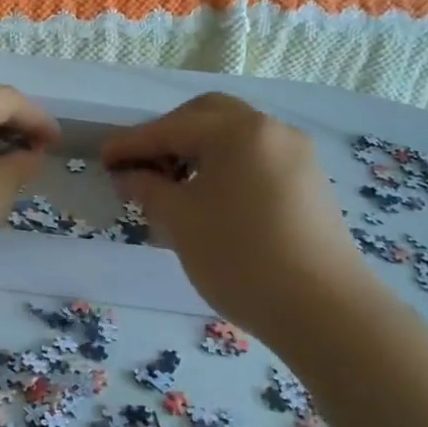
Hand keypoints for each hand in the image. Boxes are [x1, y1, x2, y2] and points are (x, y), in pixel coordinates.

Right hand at [101, 94, 370, 338]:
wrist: (324, 310)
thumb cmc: (240, 258)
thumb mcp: (180, 221)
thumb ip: (148, 188)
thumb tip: (128, 175)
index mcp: (237, 131)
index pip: (170, 128)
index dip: (131, 144)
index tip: (103, 158)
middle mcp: (270, 130)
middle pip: (207, 115)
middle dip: (168, 134)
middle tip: (141, 165)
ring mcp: (295, 154)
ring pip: (233, 135)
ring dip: (196, 149)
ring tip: (170, 185)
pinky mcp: (307, 181)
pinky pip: (254, 157)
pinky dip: (223, 165)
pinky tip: (207, 197)